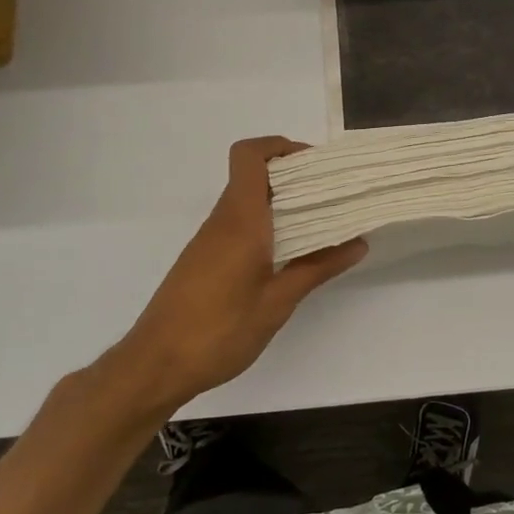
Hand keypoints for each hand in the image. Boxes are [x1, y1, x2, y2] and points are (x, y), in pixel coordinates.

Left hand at [123, 137, 366, 407]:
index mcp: (241, 221)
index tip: (315, 166)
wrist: (154, 367)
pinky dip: (266, 225)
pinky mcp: (203, 260)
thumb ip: (317, 268)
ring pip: (246, 201)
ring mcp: (209, 241)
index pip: (250, 156)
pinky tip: (288, 254)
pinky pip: (239, 225)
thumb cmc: (218, 332)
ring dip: (280, 203)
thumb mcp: (277, 303)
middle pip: (253, 175)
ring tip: (320, 224)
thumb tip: (358, 243)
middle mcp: (222, 221)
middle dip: (293, 176)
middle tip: (331, 194)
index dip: (281, 147)